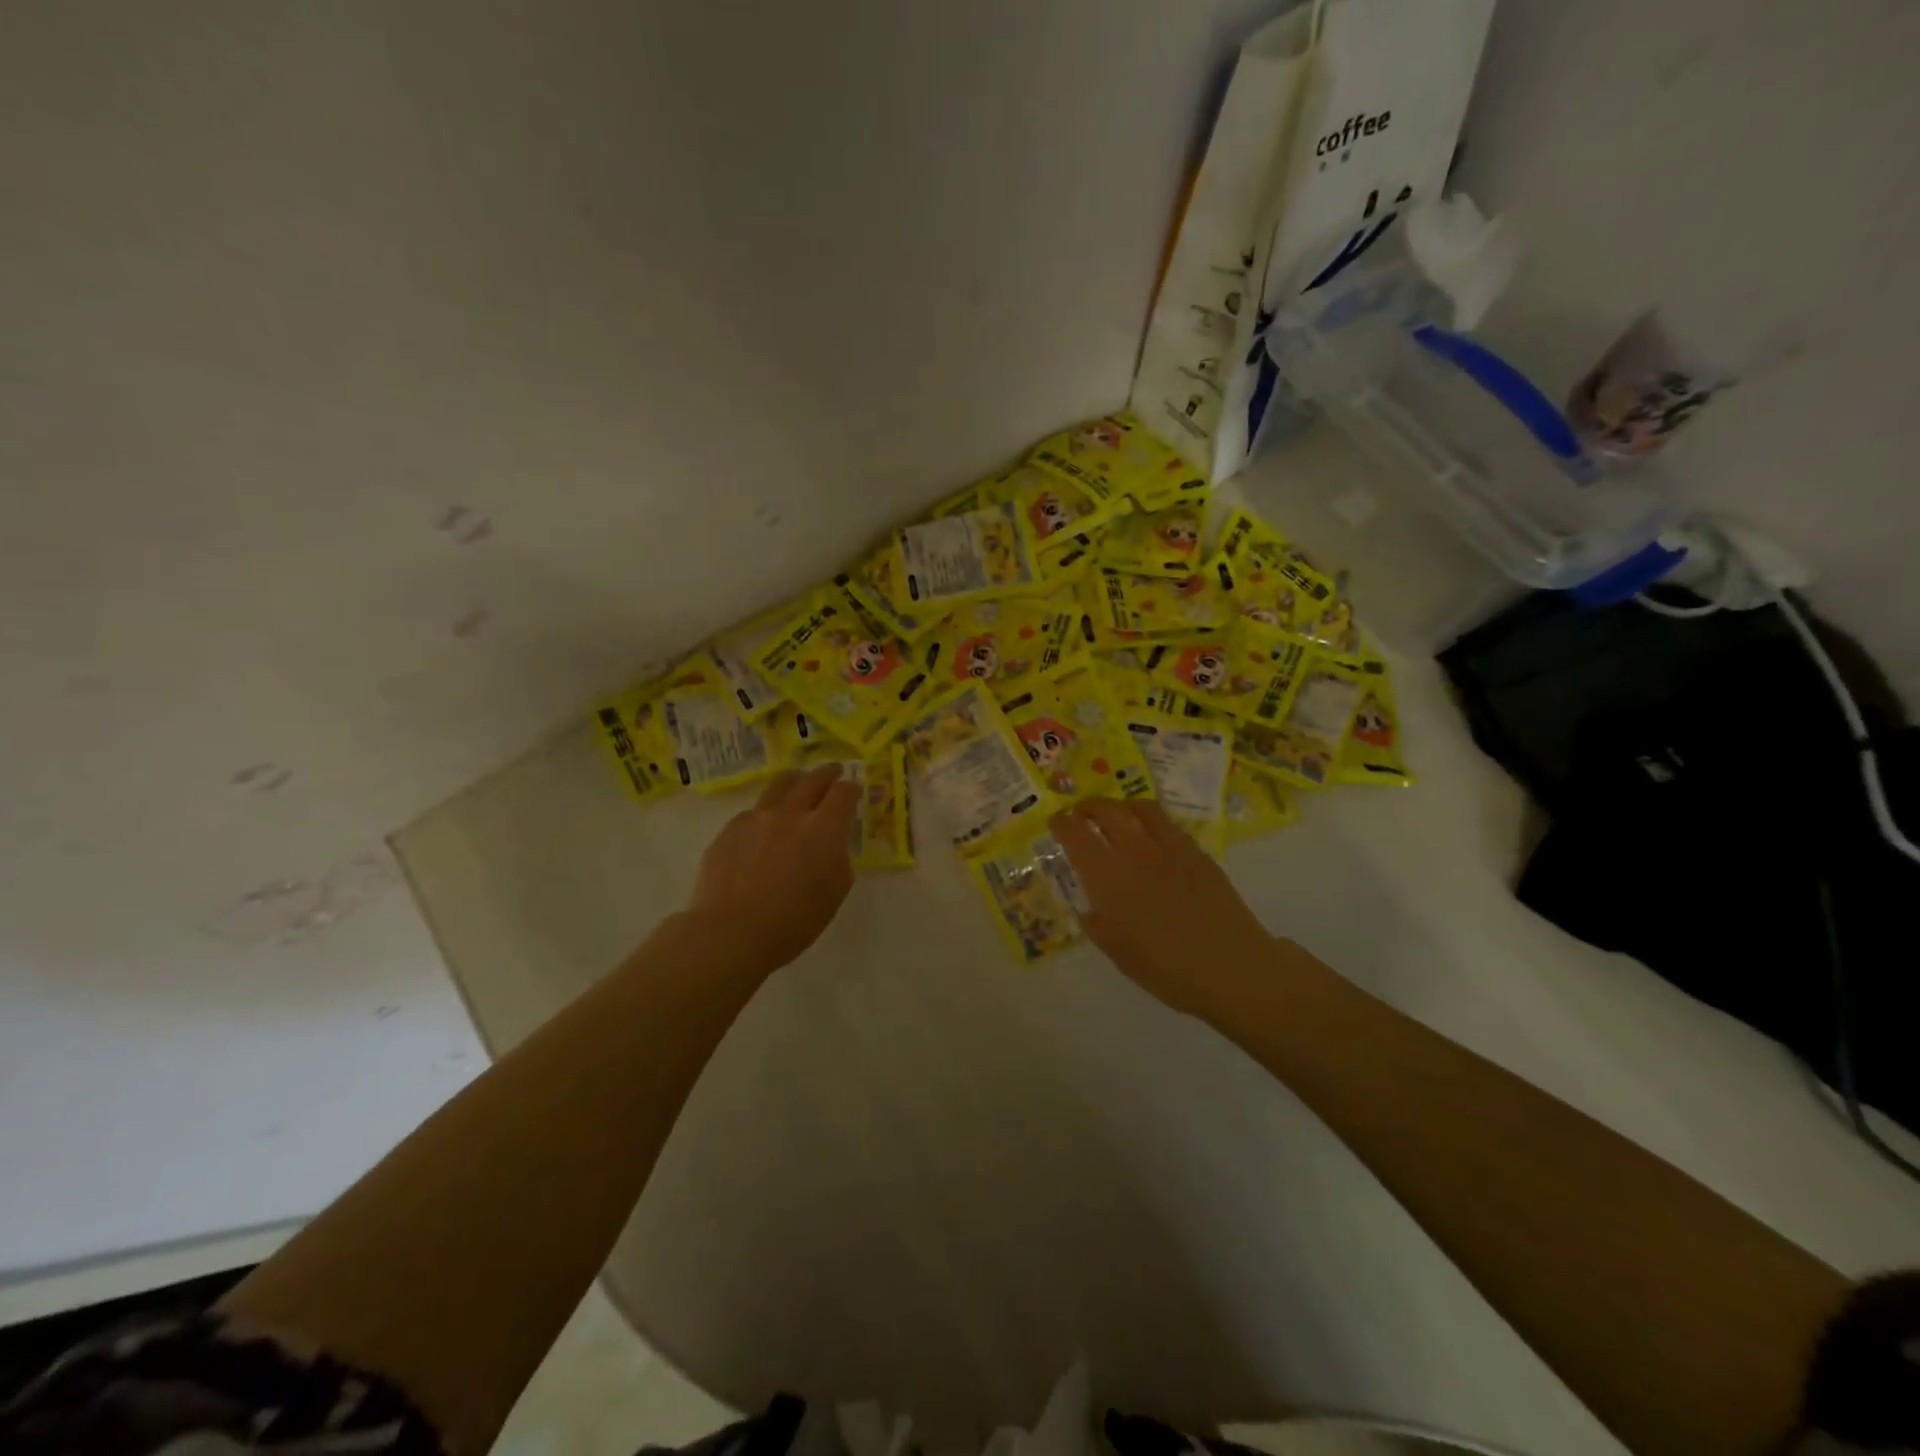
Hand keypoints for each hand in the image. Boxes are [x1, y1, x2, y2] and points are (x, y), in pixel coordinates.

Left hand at [689, 763, 860, 971]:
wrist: (730, 932)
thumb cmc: (792, 921)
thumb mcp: (833, 895)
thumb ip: (839, 863)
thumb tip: (832, 849)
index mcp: (823, 830)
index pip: (843, 793)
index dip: (851, 789)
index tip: (854, 790)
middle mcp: (791, 814)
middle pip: (813, 780)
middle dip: (827, 773)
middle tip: (834, 771)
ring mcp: (756, 818)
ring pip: (780, 785)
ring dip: (796, 780)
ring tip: (799, 781)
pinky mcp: (730, 829)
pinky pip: (753, 811)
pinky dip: (766, 811)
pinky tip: (764, 824)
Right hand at [1050, 798, 1276, 1018]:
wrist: (1231, 967)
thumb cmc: (1166, 969)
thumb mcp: (1117, 952)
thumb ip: (1097, 923)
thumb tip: (1090, 906)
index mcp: (1108, 878)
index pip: (1076, 836)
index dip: (1062, 824)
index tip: (1056, 822)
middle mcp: (1136, 852)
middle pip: (1107, 811)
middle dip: (1089, 807)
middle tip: (1081, 813)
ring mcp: (1170, 848)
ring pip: (1140, 808)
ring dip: (1121, 806)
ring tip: (1116, 814)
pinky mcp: (1197, 853)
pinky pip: (1168, 824)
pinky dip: (1150, 820)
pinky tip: (1151, 836)